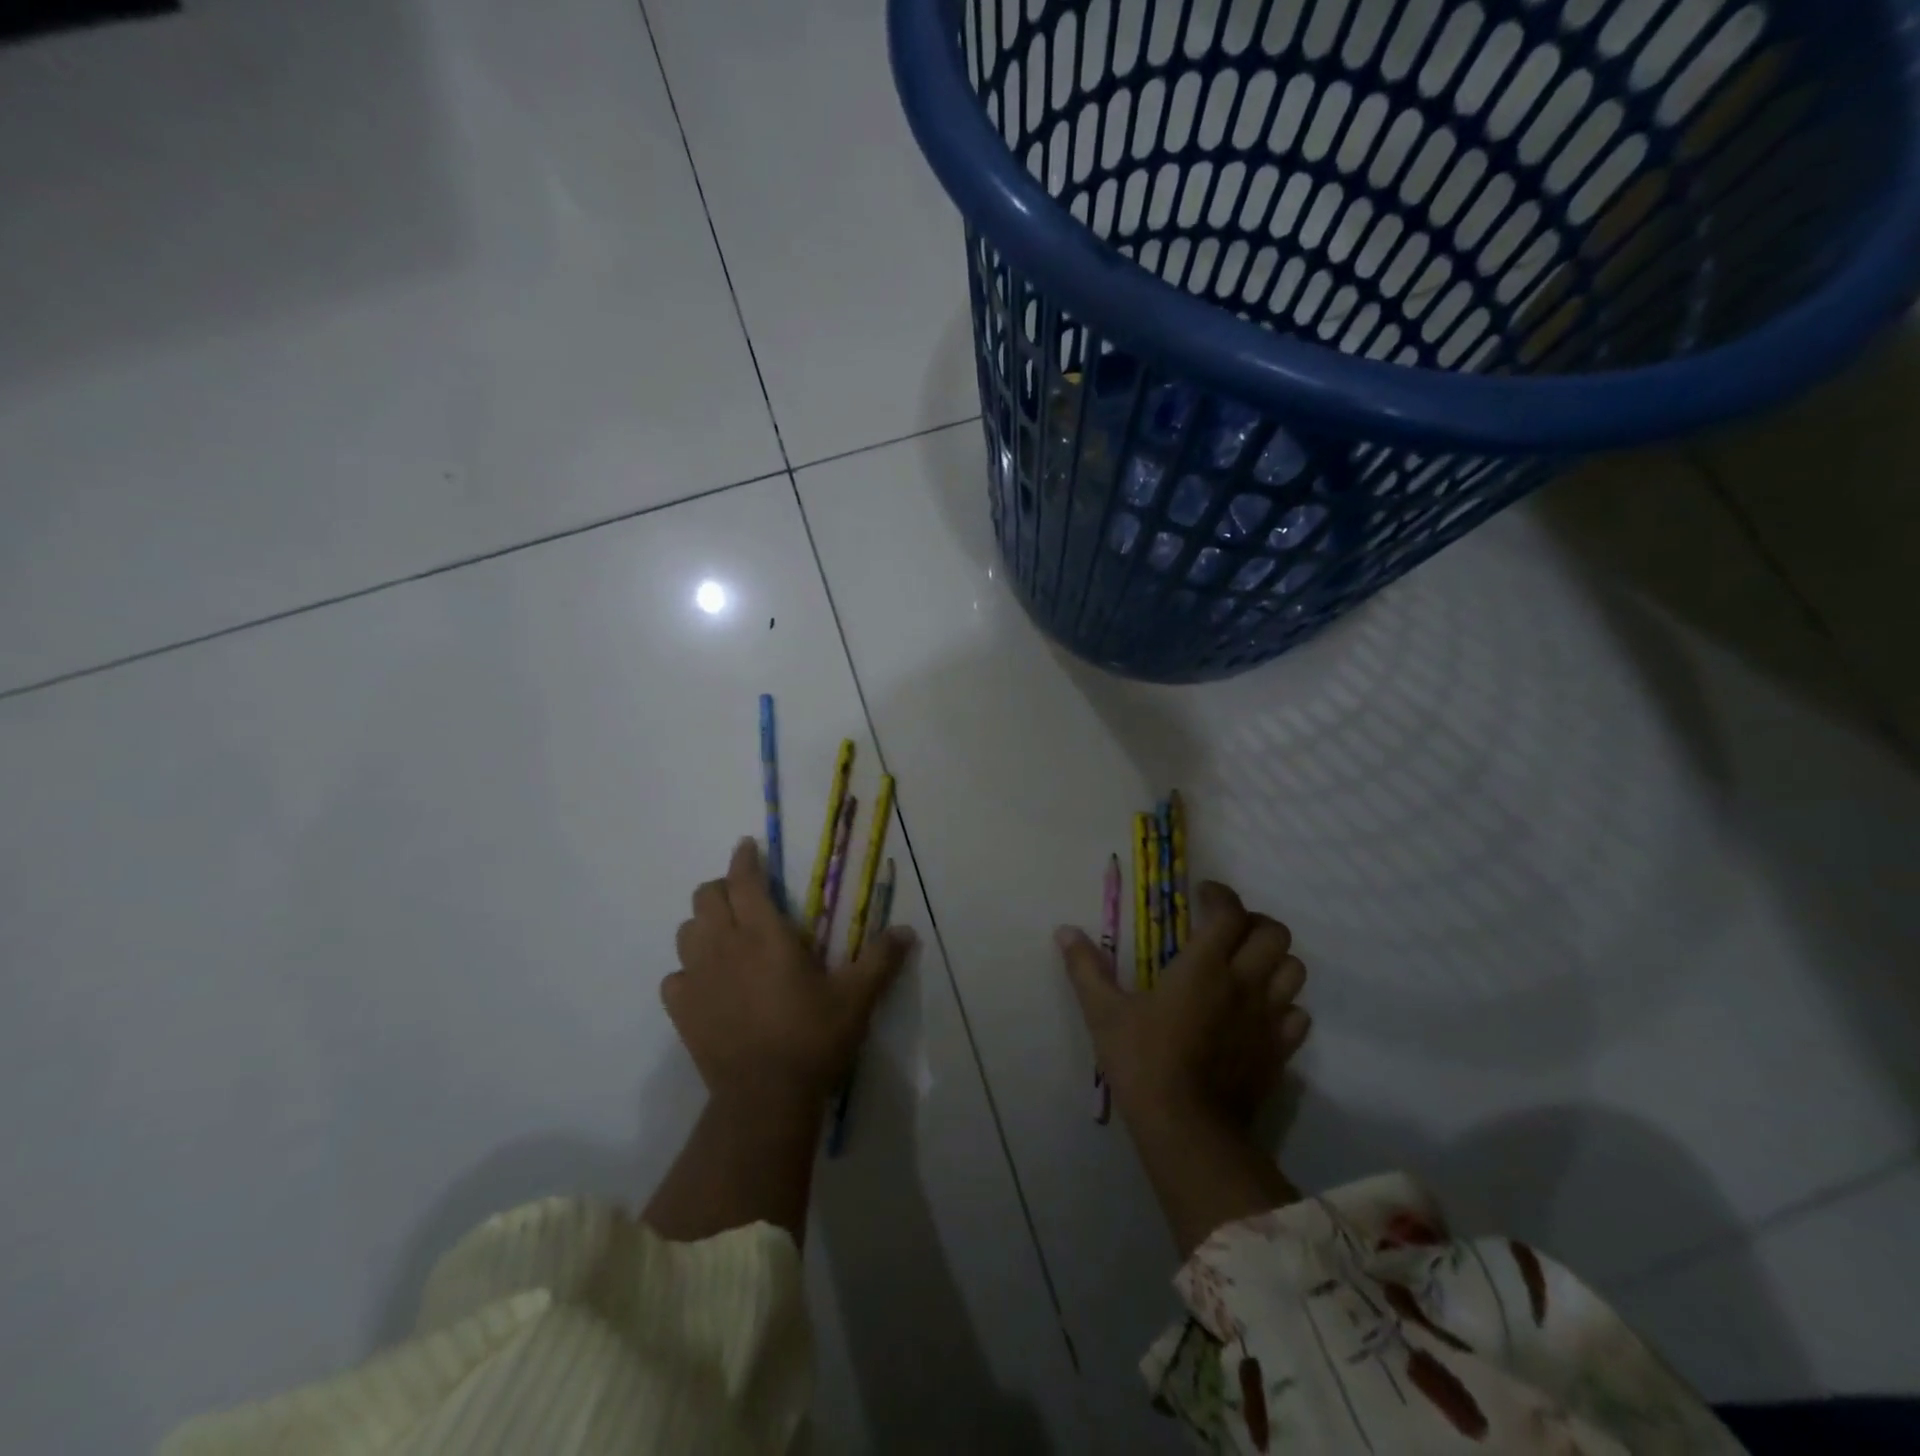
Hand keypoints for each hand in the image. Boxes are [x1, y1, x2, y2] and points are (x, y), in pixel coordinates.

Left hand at [664, 838, 914, 1107]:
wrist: (765, 1098)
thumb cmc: (812, 1038)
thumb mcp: (857, 997)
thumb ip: (880, 959)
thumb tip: (907, 931)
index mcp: (764, 934)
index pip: (744, 880)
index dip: (744, 858)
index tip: (747, 846)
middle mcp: (724, 946)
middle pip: (706, 897)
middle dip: (722, 887)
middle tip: (744, 896)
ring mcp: (697, 979)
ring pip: (686, 932)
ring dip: (704, 925)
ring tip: (726, 936)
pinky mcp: (681, 1011)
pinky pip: (675, 976)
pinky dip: (688, 970)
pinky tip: (708, 983)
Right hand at [1057, 881, 1309, 1135]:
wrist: (1188, 1130)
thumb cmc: (1143, 1063)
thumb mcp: (1104, 1012)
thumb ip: (1086, 968)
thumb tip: (1064, 931)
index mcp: (1204, 966)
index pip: (1229, 912)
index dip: (1219, 895)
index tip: (1201, 895)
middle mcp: (1244, 983)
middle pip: (1274, 933)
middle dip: (1253, 922)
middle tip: (1226, 930)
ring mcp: (1268, 1019)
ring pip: (1294, 970)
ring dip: (1274, 960)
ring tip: (1246, 967)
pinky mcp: (1281, 1052)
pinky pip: (1298, 1015)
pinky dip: (1284, 1005)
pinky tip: (1258, 1013)